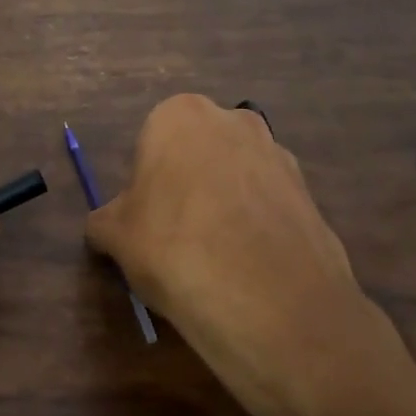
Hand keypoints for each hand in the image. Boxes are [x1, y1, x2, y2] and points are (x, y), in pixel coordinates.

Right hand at [85, 94, 404, 415]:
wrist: (267, 299)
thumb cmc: (173, 248)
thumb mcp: (115, 237)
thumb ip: (105, 221)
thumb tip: (106, 226)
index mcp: (179, 116)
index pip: (151, 142)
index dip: (145, 184)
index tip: (146, 221)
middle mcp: (233, 120)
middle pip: (198, 153)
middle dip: (187, 184)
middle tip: (176, 235)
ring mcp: (279, 154)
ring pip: (237, 176)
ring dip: (225, 204)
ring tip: (215, 256)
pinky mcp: (311, 193)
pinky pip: (268, 205)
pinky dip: (256, 226)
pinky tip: (248, 266)